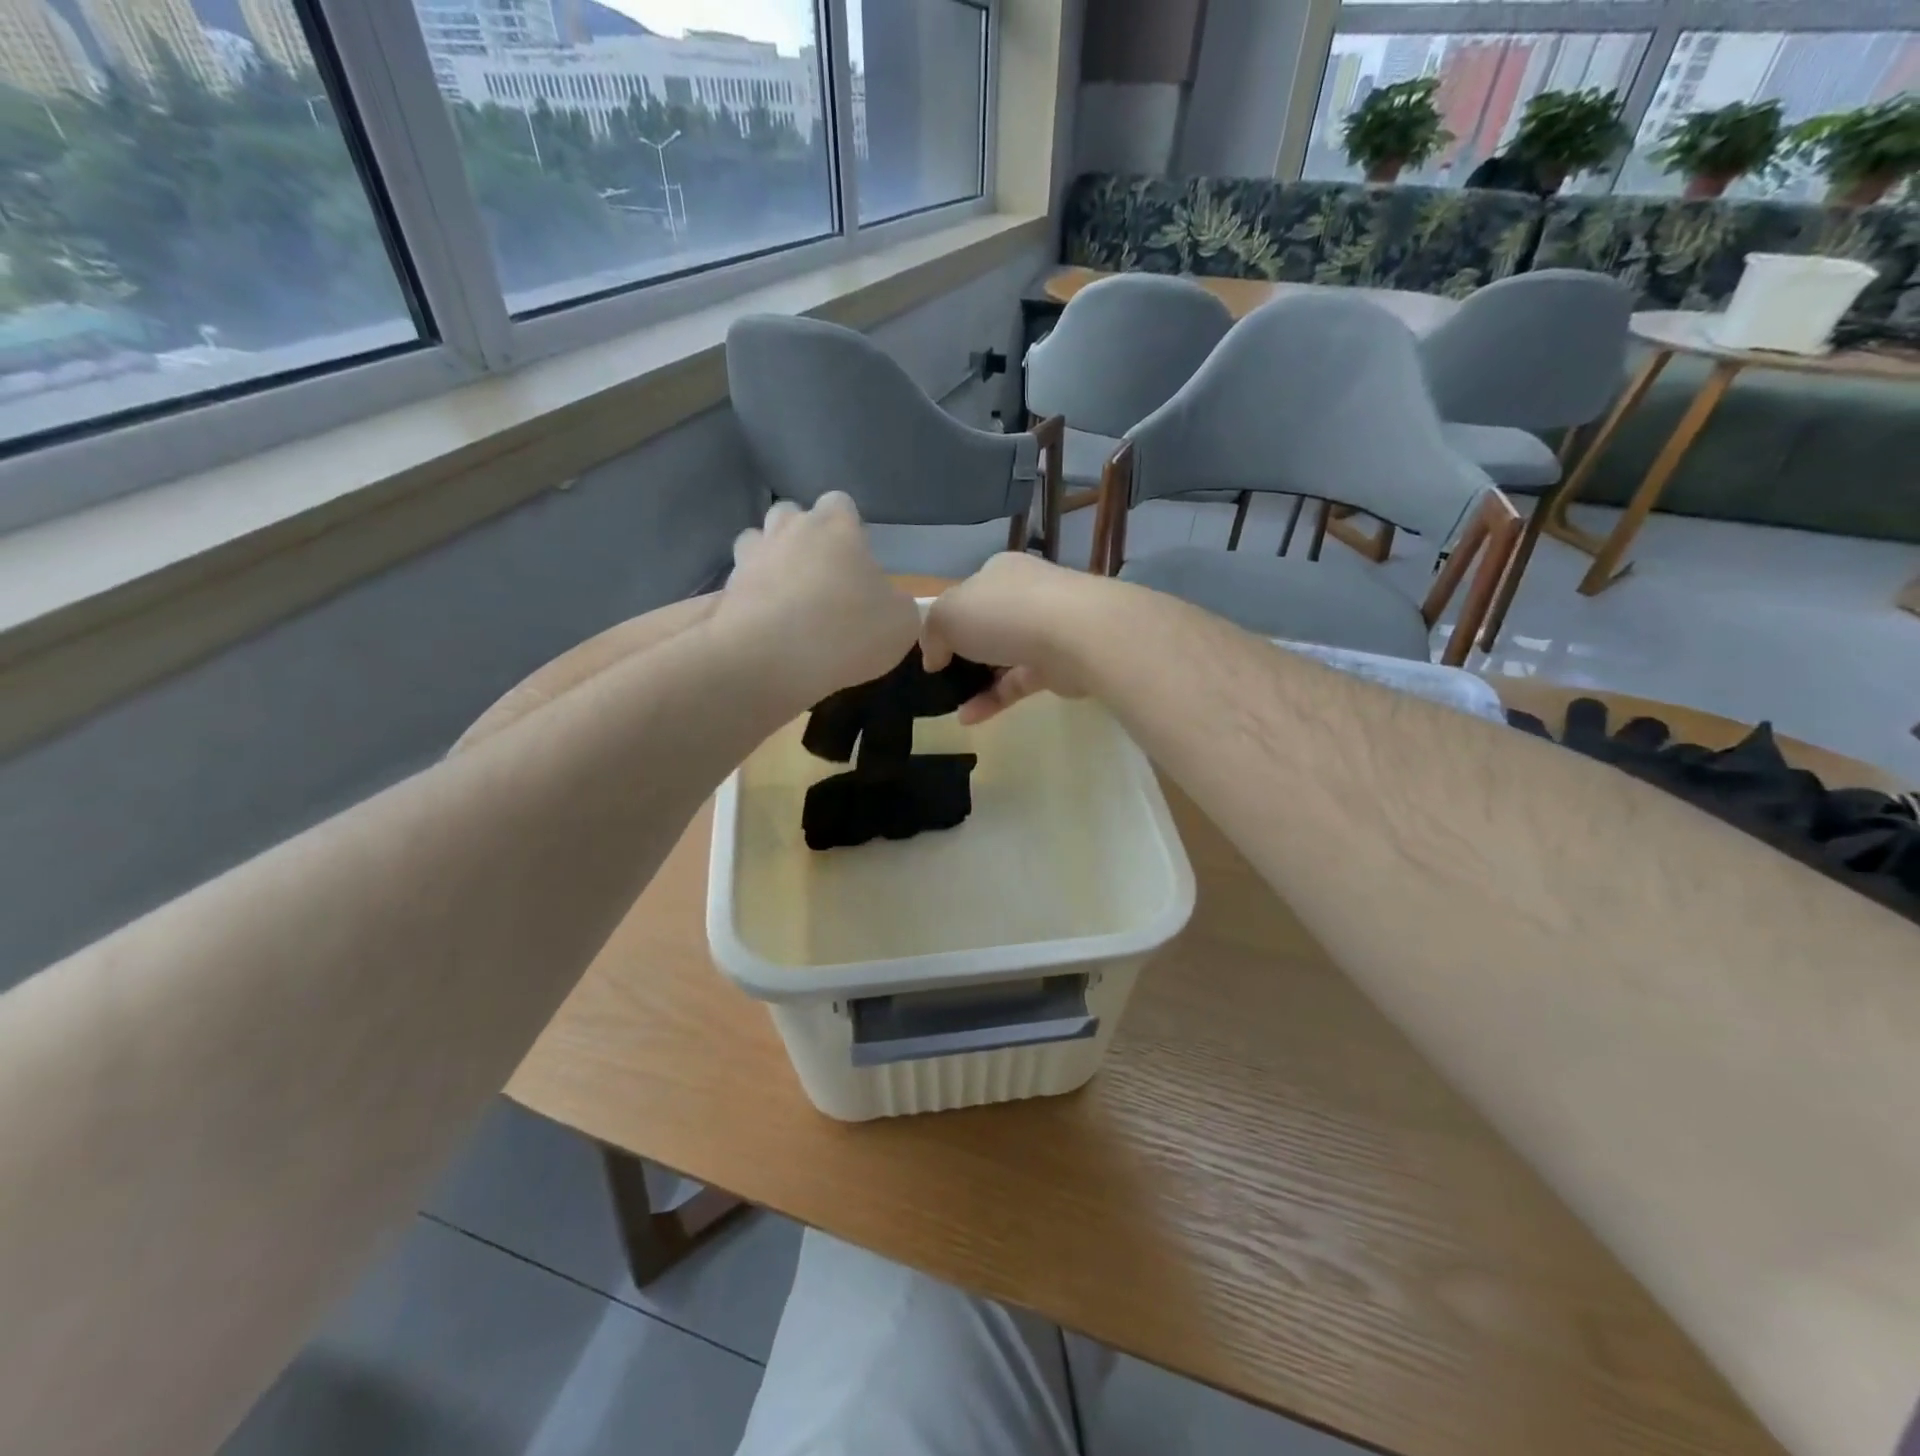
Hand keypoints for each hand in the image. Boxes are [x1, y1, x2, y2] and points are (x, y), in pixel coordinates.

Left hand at [716, 494, 920, 705]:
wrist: (772, 659)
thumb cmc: (848, 631)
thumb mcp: (901, 623)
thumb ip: (898, 604)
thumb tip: (887, 602)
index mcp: (835, 527)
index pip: (839, 503)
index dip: (847, 526)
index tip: (855, 557)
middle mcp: (789, 530)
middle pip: (791, 514)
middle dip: (801, 536)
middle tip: (819, 574)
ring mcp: (751, 558)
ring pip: (756, 542)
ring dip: (769, 560)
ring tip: (785, 596)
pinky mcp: (725, 591)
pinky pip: (738, 584)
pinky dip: (748, 597)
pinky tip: (764, 624)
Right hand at [921, 554, 1109, 723]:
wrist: (1077, 635)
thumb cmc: (1004, 613)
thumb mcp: (947, 615)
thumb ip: (933, 633)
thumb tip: (934, 658)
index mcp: (1000, 572)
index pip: (970, 592)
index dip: (949, 619)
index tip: (933, 648)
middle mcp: (1026, 594)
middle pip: (990, 623)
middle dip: (967, 649)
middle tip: (943, 675)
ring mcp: (1048, 629)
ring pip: (1006, 655)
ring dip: (978, 679)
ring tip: (951, 701)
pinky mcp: (1060, 664)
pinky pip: (1019, 682)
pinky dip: (994, 699)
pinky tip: (968, 718)